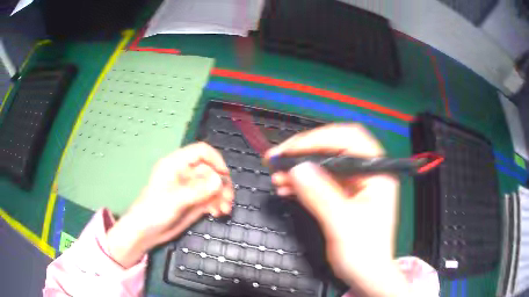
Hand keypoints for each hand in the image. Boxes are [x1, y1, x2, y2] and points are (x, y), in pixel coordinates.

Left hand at [107, 142, 233, 267]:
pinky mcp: (194, 202)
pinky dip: (218, 204)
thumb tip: (220, 180)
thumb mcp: (174, 199)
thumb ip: (197, 190)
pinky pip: (212, 198)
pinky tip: (218, 213)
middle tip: (228, 199)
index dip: (215, 160)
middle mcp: (185, 173)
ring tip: (224, 210)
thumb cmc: (154, 211)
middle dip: (221, 184)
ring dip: (222, 196)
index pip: (200, 152)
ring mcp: (191, 188)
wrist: (146, 232)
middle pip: (211, 170)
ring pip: (214, 185)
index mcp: (176, 164)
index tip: (224, 175)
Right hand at [265, 124, 409, 296]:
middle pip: (334, 147)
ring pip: (324, 163)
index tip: (288, 150)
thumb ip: (321, 195)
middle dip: (304, 151)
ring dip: (299, 167)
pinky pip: (321, 180)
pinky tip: (285, 187)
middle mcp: (367, 171)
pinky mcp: (344, 193)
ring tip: (275, 175)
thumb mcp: (342, 224)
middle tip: (276, 158)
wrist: (366, 275)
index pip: (349, 139)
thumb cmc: (363, 252)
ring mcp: (355, 182)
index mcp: (377, 172)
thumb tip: (296, 168)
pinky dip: (302, 182)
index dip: (317, 139)